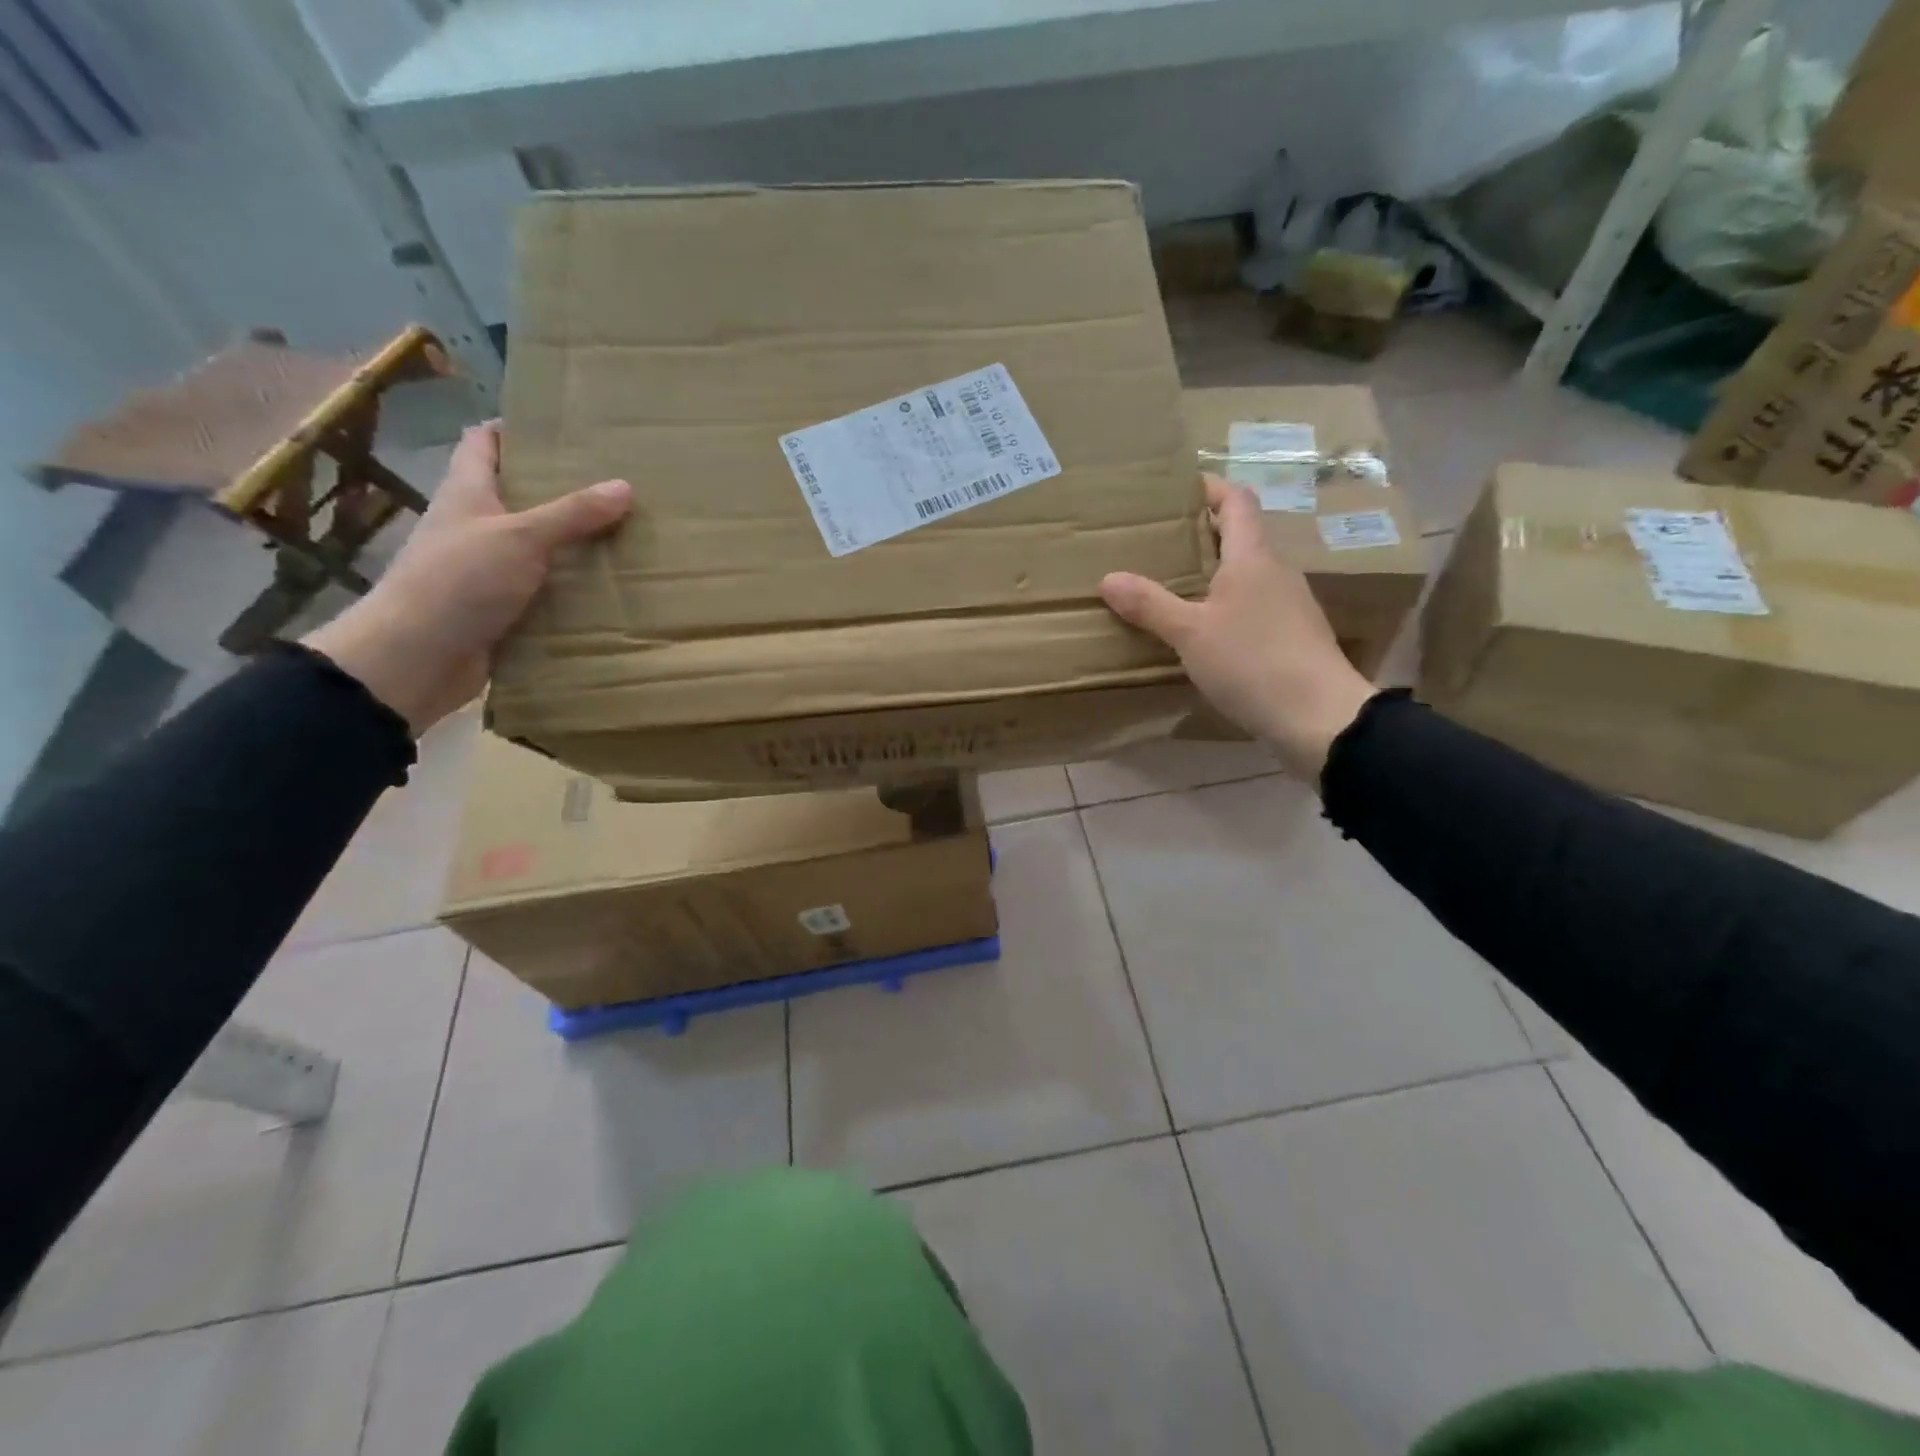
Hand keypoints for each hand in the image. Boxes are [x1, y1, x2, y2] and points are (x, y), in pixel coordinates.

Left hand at [304, 421, 631, 735]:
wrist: (417, 657)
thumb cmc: (460, 581)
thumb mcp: (521, 537)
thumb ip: (573, 513)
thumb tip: (625, 486)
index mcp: (467, 493)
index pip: (485, 443)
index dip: (517, 429)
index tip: (564, 429)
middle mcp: (475, 526)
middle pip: (519, 496)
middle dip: (562, 490)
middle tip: (615, 486)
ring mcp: (486, 570)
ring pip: (536, 546)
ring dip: (572, 543)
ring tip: (625, 534)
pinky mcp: (500, 609)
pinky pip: (543, 590)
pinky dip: (570, 588)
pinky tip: (608, 588)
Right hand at [1100, 475, 1374, 780]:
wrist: (1319, 717)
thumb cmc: (1252, 662)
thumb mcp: (1190, 633)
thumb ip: (1150, 605)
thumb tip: (1108, 578)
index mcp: (1253, 557)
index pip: (1236, 501)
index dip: (1210, 488)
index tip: (1177, 489)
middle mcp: (1276, 571)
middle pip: (1241, 536)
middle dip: (1202, 534)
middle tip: (1159, 542)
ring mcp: (1289, 605)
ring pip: (1247, 574)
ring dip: (1214, 572)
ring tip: (1173, 585)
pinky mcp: (1292, 636)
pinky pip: (1253, 605)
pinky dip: (1226, 605)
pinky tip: (1204, 630)